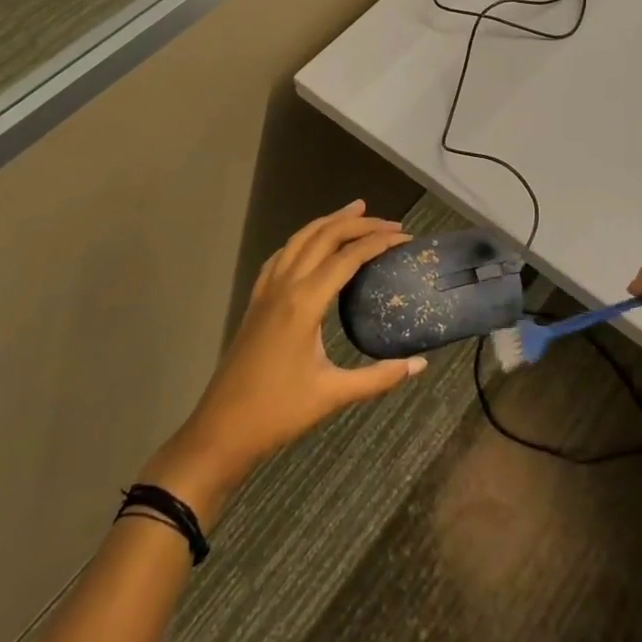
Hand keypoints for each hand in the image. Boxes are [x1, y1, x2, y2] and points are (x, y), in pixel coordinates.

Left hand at [145, 203, 425, 515]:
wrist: (220, 430)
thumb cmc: (278, 413)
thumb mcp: (333, 394)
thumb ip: (379, 377)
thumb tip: (421, 365)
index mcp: (305, 302)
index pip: (348, 257)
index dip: (379, 241)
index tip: (406, 237)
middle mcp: (285, 285)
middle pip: (324, 237)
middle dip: (358, 223)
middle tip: (389, 222)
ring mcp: (267, 290)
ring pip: (300, 239)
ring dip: (329, 222)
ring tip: (355, 211)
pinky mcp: (256, 301)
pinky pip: (281, 255)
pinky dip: (303, 240)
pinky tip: (311, 245)